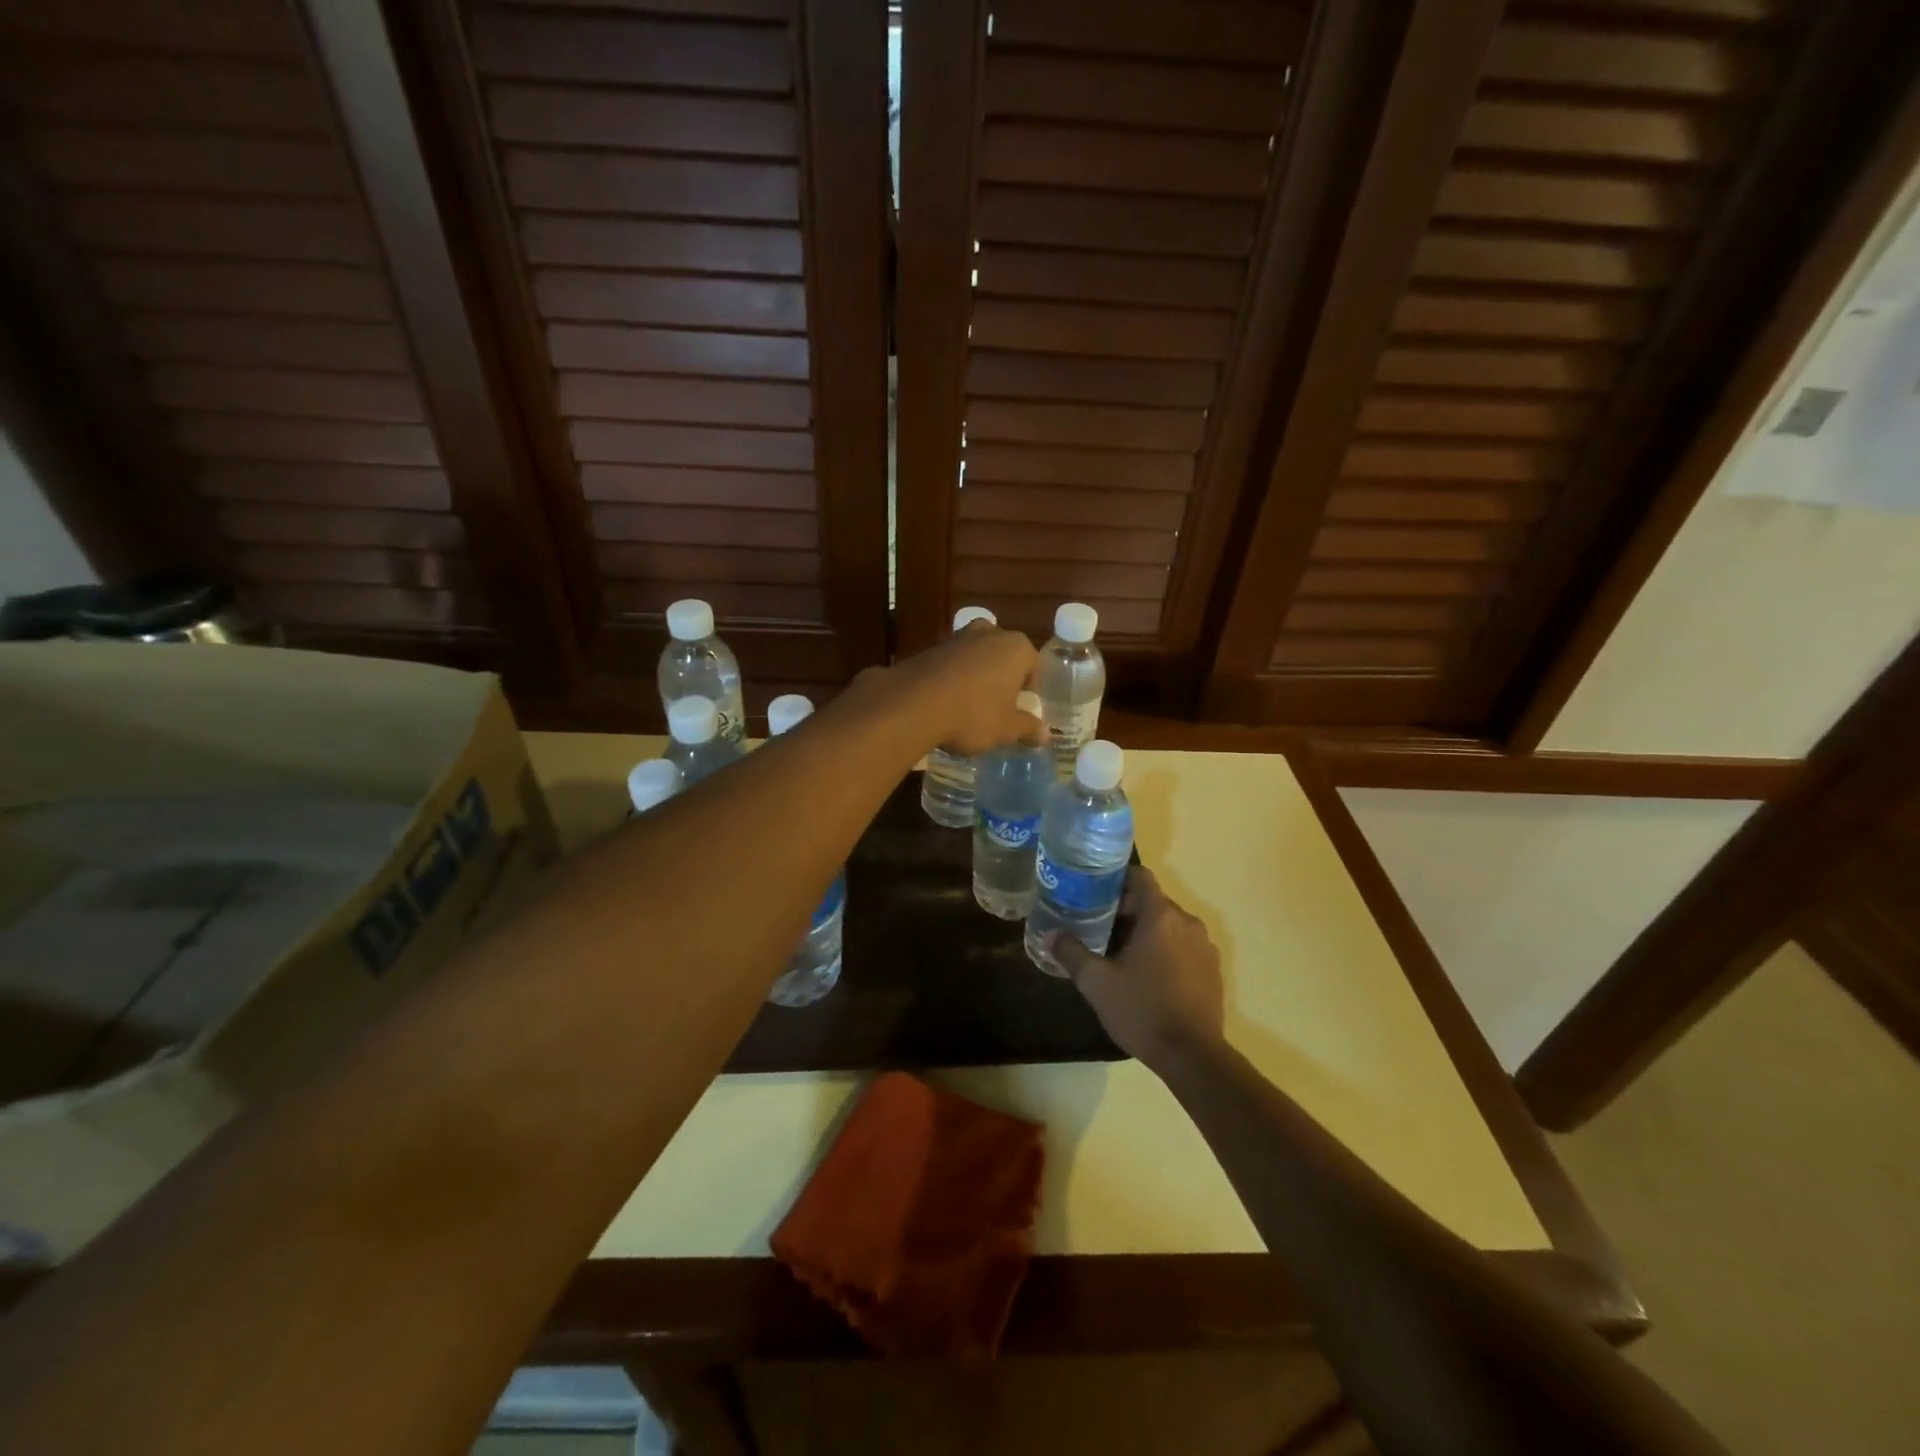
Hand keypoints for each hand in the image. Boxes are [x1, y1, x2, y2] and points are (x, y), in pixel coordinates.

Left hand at [887, 622, 1040, 755]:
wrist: (913, 704)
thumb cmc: (973, 714)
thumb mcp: (1006, 729)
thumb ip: (1028, 729)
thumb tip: (1045, 735)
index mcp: (1017, 647)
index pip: (1033, 666)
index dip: (1030, 689)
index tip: (1022, 709)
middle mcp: (990, 633)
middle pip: (1004, 656)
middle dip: (1003, 678)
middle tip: (999, 706)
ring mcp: (958, 637)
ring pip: (977, 657)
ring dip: (977, 676)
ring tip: (971, 706)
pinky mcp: (931, 647)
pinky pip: (952, 663)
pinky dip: (953, 678)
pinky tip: (947, 702)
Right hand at [1048, 868, 1225, 1077]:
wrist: (1192, 1056)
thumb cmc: (1142, 1010)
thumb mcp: (1096, 982)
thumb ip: (1072, 953)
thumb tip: (1051, 935)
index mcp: (1161, 916)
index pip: (1140, 877)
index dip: (1117, 879)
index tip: (1095, 892)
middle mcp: (1187, 922)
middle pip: (1154, 902)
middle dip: (1127, 910)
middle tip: (1099, 927)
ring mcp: (1205, 946)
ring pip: (1170, 925)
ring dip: (1147, 931)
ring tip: (1121, 953)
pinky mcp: (1213, 969)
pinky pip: (1184, 946)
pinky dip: (1166, 950)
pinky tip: (1148, 975)